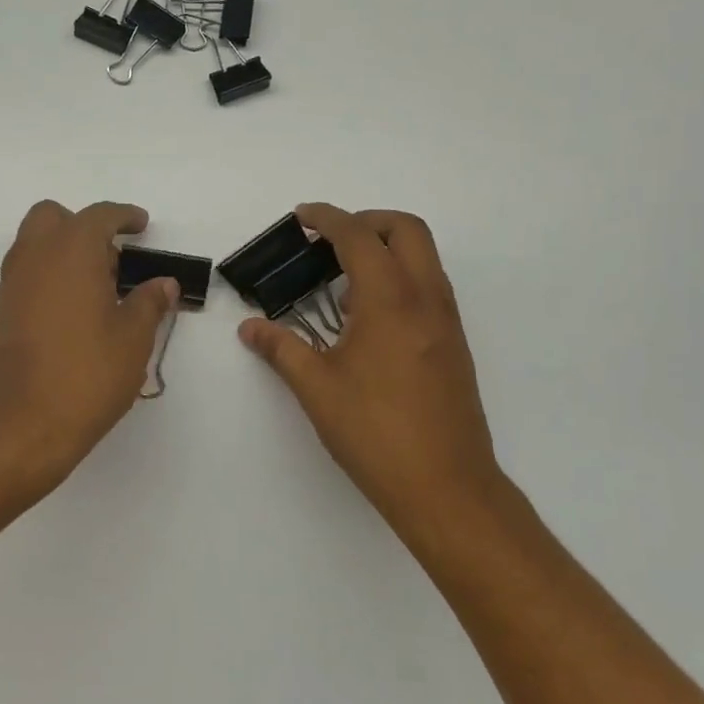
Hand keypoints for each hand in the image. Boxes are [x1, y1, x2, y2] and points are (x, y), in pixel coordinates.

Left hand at [0, 200, 177, 491]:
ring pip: (32, 248)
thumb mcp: (133, 340)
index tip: (141, 225)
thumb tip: (162, 284)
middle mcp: (33, 259)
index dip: (123, 216)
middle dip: (81, 226)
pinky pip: (23, 280)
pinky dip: (46, 282)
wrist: (21, 428)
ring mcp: (9, 288)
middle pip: (51, 218)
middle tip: (111, 259)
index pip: (98, 216)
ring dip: (61, 253)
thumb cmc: (87, 376)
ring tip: (95, 292)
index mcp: (70, 253)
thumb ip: (149, 303)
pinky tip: (69, 318)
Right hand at [238, 204, 510, 538]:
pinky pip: (429, 287)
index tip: (302, 217)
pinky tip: (368, 317)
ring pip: (424, 257)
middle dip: (366, 221)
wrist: (445, 486)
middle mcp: (426, 299)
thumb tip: (250, 328)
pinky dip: (400, 277)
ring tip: (342, 279)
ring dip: (386, 248)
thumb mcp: (316, 388)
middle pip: (405, 229)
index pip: (359, 236)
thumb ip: (281, 348)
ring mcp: (446, 321)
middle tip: (328, 240)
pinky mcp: (453, 344)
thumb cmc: (375, 432)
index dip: (327, 218)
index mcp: (390, 300)